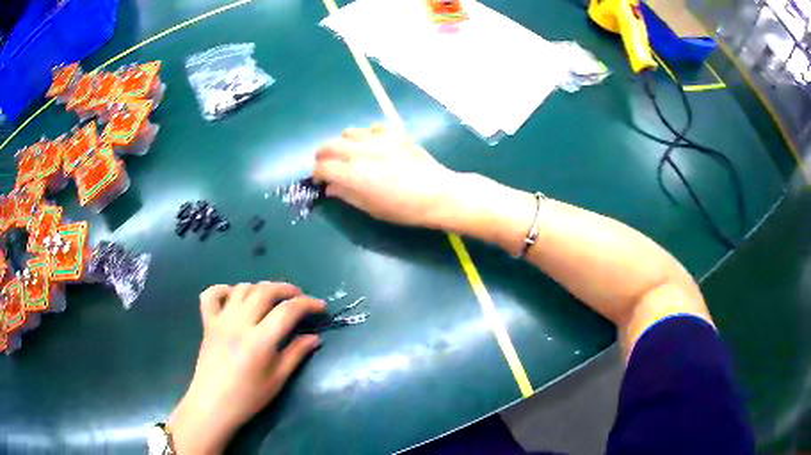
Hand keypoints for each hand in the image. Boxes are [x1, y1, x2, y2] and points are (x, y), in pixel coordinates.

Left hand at [168, 282, 324, 453]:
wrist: (213, 404)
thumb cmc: (248, 397)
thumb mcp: (277, 380)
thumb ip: (296, 354)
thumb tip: (315, 338)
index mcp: (259, 341)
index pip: (287, 310)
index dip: (308, 304)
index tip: (321, 307)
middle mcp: (239, 323)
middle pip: (265, 291)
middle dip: (287, 289)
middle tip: (300, 298)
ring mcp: (221, 320)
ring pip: (242, 288)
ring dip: (261, 287)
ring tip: (272, 297)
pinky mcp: (208, 322)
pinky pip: (212, 295)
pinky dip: (225, 289)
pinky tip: (236, 297)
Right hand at [313, 125, 457, 227]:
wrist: (437, 193)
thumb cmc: (403, 209)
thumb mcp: (371, 208)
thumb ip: (347, 195)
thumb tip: (330, 187)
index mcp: (355, 174)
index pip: (323, 167)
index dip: (317, 174)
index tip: (319, 180)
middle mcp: (362, 152)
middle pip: (330, 145)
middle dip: (322, 155)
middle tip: (324, 163)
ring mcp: (379, 139)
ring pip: (349, 133)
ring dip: (342, 143)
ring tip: (348, 153)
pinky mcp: (395, 133)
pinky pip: (372, 127)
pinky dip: (366, 135)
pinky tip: (372, 145)